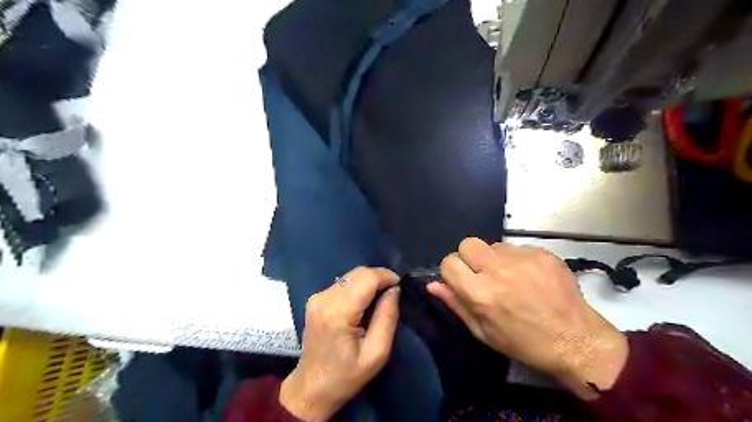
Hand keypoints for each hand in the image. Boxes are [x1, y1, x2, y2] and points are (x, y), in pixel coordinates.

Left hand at [280, 269, 398, 420]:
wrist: (311, 388)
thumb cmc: (346, 376)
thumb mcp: (376, 353)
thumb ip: (387, 317)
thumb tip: (394, 289)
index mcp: (338, 312)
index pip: (366, 277)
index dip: (386, 276)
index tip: (400, 287)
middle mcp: (324, 298)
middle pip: (358, 272)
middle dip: (379, 277)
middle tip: (392, 293)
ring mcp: (317, 297)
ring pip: (351, 276)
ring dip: (369, 282)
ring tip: (379, 299)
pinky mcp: (316, 299)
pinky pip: (343, 283)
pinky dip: (358, 287)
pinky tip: (363, 303)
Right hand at [428, 237, 630, 397]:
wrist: (575, 340)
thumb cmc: (524, 342)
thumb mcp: (483, 332)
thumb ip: (455, 304)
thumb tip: (433, 284)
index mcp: (479, 293)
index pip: (449, 262)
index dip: (452, 271)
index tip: (462, 280)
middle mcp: (497, 270)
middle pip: (467, 243)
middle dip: (470, 258)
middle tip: (483, 275)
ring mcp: (521, 258)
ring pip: (492, 245)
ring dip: (494, 258)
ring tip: (510, 277)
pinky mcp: (541, 252)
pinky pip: (516, 247)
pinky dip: (516, 259)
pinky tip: (529, 277)